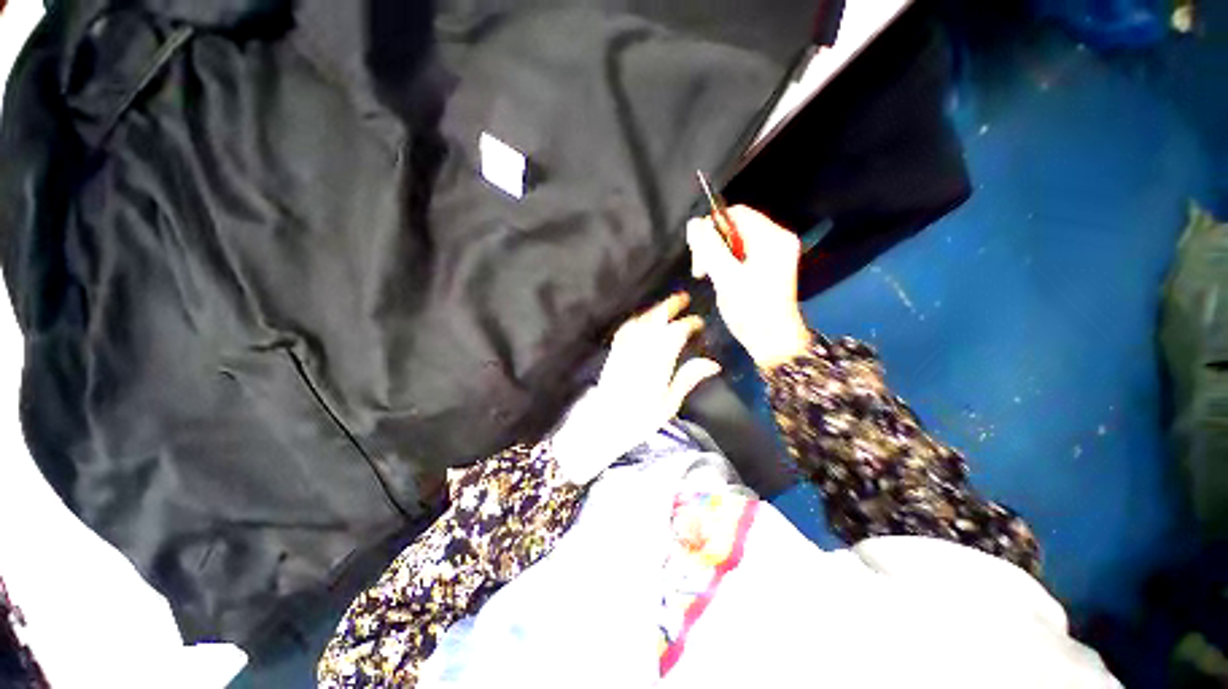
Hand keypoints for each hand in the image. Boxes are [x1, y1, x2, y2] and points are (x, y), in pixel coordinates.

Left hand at [551, 293, 721, 483]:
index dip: (688, 324)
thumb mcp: (669, 403)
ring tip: (666, 305)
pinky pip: (626, 329)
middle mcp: (640, 350)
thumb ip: (688, 379)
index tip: (699, 323)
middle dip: (670, 305)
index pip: (675, 334)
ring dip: (654, 310)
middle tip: (683, 297)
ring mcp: (625, 349)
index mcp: (658, 363)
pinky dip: (637, 319)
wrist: (604, 424)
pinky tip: (642, 319)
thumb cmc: (639, 419)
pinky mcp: (614, 352)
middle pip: (655, 319)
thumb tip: (712, 364)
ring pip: (641, 321)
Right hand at [687, 206, 811, 368]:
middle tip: (701, 270)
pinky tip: (722, 280)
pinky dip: (727, 264)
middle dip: (713, 245)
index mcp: (772, 237)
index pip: (736, 213)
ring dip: (717, 256)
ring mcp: (775, 254)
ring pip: (735, 242)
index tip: (698, 253)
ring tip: (709, 276)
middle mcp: (777, 239)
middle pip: (735, 227)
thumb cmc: (751, 310)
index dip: (711, 227)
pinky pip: (741, 254)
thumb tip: (693, 223)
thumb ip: (709, 248)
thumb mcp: (726, 277)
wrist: (773, 340)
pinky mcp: (770, 267)